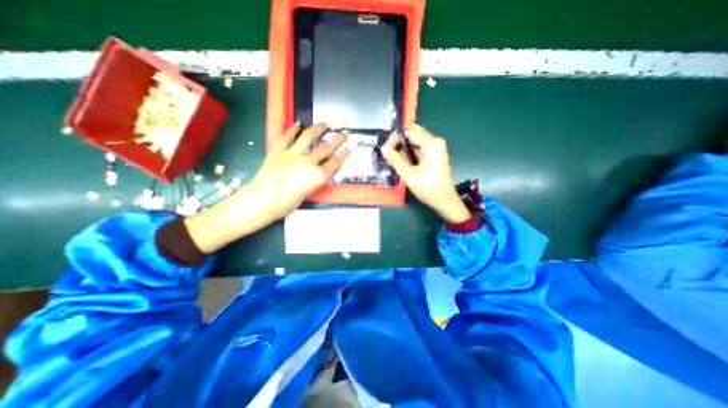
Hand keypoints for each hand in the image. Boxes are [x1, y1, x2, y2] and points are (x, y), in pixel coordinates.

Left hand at [246, 121, 350, 221]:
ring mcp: (292, 154)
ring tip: (325, 123)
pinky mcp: (278, 150)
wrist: (261, 201)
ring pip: (308, 137)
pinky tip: (298, 123)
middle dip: (337, 140)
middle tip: (344, 133)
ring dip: (318, 129)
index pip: (334, 163)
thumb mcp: (307, 194)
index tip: (349, 148)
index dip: (343, 155)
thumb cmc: (286, 204)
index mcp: (316, 176)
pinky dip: (293, 129)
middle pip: (326, 148)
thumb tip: (318, 173)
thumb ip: (314, 181)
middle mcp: (307, 162)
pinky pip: (287, 137)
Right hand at [381, 125, 472, 222]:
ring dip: (403, 146)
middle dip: (399, 140)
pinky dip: (409, 150)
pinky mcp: (434, 153)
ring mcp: (435, 147)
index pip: (410, 132)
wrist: (444, 201)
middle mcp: (435, 142)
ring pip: (415, 139)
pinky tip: (402, 160)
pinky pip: (418, 146)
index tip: (386, 149)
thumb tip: (383, 148)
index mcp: (432, 144)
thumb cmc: (429, 189)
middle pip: (413, 132)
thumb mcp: (409, 175)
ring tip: (393, 157)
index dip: (395, 138)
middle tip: (388, 151)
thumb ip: (396, 160)